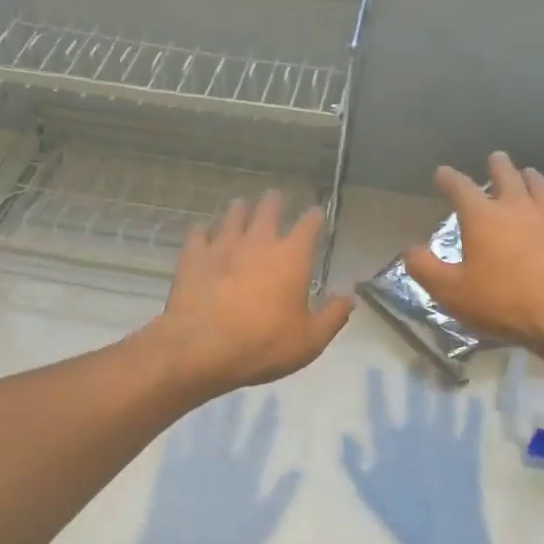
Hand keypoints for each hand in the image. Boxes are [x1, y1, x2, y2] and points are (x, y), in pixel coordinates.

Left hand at [145, 192, 352, 399]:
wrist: (203, 347)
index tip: (316, 213)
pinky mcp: (193, 257)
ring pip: (232, 218)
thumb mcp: (310, 340)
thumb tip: (349, 297)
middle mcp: (258, 242)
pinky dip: (202, 231)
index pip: (308, 226)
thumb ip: (332, 316)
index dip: (314, 218)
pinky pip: (198, 234)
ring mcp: (222, 246)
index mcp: (292, 257)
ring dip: (239, 211)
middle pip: (267, 211)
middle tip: (274, 196)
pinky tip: (202, 231)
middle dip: (273, 203)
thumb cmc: (264, 344)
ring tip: (240, 205)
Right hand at [342, 369, 489, 543]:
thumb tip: (346, 435)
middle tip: (417, 358)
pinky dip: (472, 414)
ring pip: (441, 410)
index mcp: (393, 447)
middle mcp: (419, 438)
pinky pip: (469, 429)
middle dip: (415, 381)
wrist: (446, 541)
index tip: (374, 369)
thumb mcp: (372, 494)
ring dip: (441, 390)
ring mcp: (445, 444)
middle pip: (415, 403)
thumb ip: (356, 463)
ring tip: (442, 372)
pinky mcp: (468, 455)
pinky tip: (474, 400)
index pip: (381, 411)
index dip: (377, 390)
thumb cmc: (405, 520)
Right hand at [403, 152, 543, 359]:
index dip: (448, 178)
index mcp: (483, 217)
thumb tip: (410, 250)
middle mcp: (517, 207)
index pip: (460, 188)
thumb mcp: (451, 292)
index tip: (442, 174)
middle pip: (507, 176)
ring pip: (541, 186)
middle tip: (495, 158)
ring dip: (531, 177)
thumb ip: (425, 269)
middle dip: (498, 166)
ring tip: (528, 173)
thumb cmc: (503, 302)